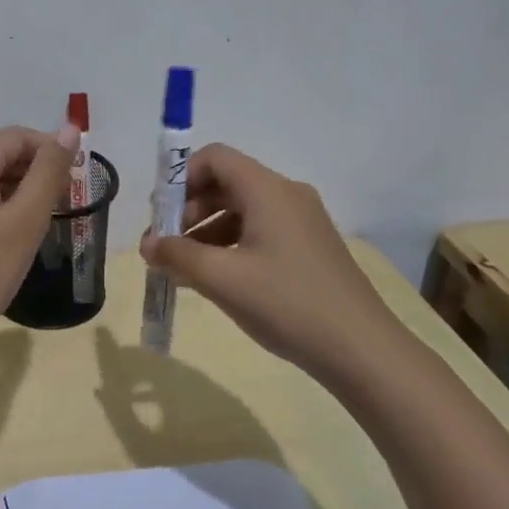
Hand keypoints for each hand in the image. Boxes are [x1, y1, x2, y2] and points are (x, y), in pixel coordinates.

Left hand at [0, 122, 80, 371]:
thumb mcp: (24, 221)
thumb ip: (49, 171)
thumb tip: (70, 127)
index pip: (18, 136)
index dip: (52, 152)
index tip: (76, 185)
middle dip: (34, 174)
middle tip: (62, 209)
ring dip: (14, 192)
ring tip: (38, 227)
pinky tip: (5, 239)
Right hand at [139, 143, 403, 383]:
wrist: (361, 349)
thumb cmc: (286, 303)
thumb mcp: (222, 279)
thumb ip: (177, 255)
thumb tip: (147, 245)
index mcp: (267, 190)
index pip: (215, 158)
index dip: (180, 179)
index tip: (160, 216)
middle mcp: (286, 195)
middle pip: (225, 184)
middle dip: (188, 211)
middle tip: (165, 248)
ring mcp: (301, 222)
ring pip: (240, 211)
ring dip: (205, 233)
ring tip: (183, 270)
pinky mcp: (308, 248)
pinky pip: (258, 232)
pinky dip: (229, 247)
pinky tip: (214, 280)